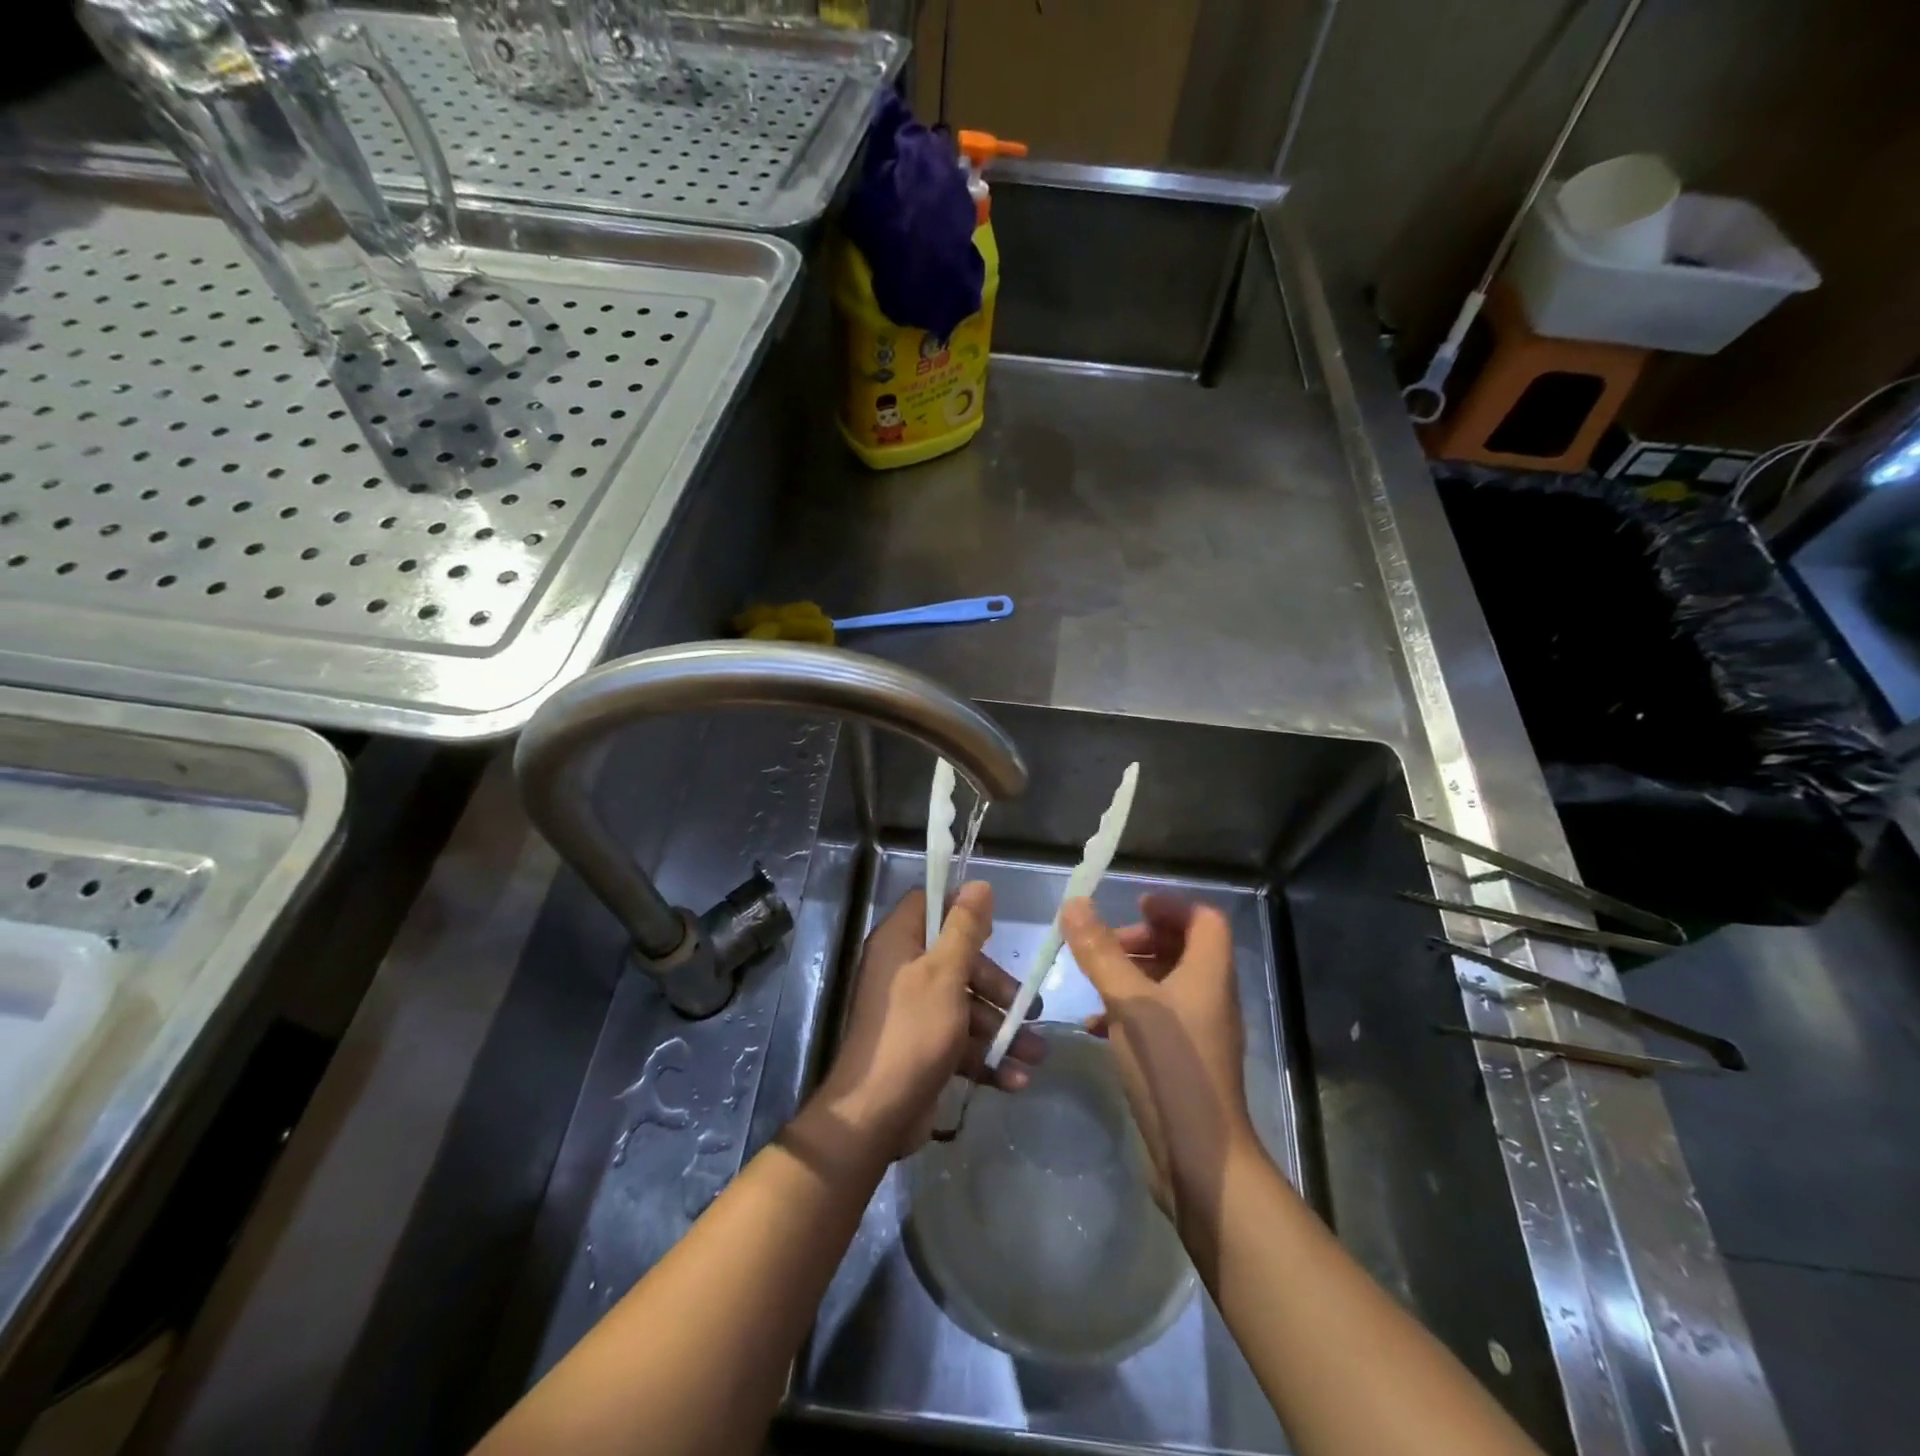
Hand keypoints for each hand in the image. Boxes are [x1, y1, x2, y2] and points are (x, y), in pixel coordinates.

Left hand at [817, 882, 1045, 1157]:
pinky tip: (1016, 1079)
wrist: (876, 1114)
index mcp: (899, 943)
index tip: (994, 926)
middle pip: (958, 961)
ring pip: (964, 1006)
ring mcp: (913, 1012)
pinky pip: (959, 1041)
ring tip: (1036, 1054)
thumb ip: (964, 928)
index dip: (961, 910)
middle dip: (997, 986)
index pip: (929, 905)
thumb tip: (979, 884)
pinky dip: (986, 1058)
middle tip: (1031, 1006)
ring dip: (1001, 1030)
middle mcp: (903, 971)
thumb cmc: (913, 1031)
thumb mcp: (945, 973)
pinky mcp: (923, 1048)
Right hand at [1061, 894, 1256, 1220]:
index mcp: (1209, 974)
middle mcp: (1211, 996)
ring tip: (1094, 981)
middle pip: (1184, 947)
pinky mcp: (1185, 1060)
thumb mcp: (1128, 1002)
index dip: (1170, 905)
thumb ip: (1100, 952)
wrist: (1200, 1159)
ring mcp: (1200, 1031)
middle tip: (1105, 946)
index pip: (1204, 918)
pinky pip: (1157, 1017)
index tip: (1131, 906)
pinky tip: (1095, 1025)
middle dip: (1143, 939)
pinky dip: (1128, 1010)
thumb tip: (1075, 902)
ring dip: (1131, 973)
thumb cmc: (1170, 1068)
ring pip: (1168, 983)